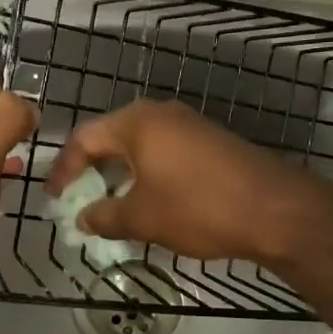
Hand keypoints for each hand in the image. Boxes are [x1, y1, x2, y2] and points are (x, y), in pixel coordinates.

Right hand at [44, 99, 325, 266]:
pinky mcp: (212, 142)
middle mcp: (162, 114)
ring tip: (114, 207)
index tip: (56, 200)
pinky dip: (149, 176)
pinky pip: (166, 154)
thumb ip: (104, 216)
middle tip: (81, 202)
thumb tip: (83, 219)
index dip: (64, 170)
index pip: (84, 138)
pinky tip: (153, 203)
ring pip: (141, 147)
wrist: (275, 209)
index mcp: (137, 123)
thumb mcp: (142, 218)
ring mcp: (191, 126)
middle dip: (93, 172)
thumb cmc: (198, 208)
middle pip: (112, 138)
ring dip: (122, 176)